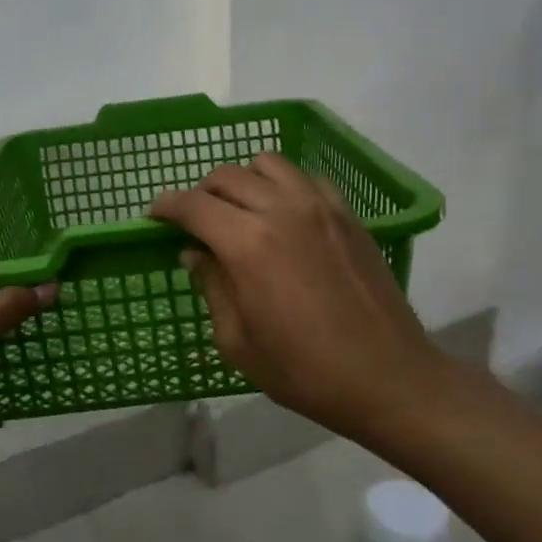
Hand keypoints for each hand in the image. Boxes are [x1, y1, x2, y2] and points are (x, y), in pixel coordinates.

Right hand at [149, 153, 443, 440]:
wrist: (387, 377)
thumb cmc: (304, 371)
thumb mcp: (238, 342)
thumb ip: (211, 286)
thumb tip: (195, 252)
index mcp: (247, 244)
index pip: (193, 205)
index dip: (166, 206)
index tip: (154, 216)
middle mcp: (281, 210)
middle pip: (227, 176)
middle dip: (201, 193)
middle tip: (196, 222)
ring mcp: (320, 206)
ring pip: (268, 164)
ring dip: (243, 181)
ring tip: (241, 211)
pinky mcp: (348, 214)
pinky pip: (306, 178)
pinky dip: (285, 186)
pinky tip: (285, 216)